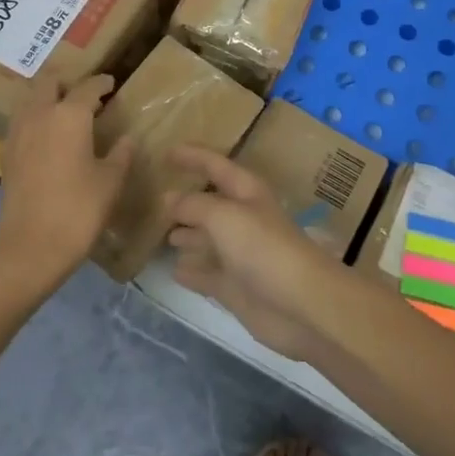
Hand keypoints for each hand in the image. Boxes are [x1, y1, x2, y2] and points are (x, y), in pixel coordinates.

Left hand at [0, 75, 132, 285]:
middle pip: (49, 83)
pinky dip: (34, 120)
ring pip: (29, 100)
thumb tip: (127, 139)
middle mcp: (40, 115)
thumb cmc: (79, 209)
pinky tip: (47, 139)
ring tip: (64, 113)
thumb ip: (120, 154)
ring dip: (45, 98)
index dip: (102, 83)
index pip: (88, 87)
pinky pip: (20, 123)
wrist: (30, 248)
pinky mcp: (6, 155)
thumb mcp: (110, 181)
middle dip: (67, 83)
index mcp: (70, 115)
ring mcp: (18, 134)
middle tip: (84, 95)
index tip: (111, 84)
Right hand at [164, 148, 330, 361]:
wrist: (300, 304)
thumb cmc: (263, 247)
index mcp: (246, 192)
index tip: (166, 151)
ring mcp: (239, 255)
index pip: (215, 166)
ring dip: (187, 235)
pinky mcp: (236, 287)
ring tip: (162, 234)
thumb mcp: (224, 216)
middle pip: (210, 204)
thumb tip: (169, 198)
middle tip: (154, 199)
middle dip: (186, 201)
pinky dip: (191, 271)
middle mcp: (242, 219)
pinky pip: (207, 273)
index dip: (193, 156)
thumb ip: (194, 205)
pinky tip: (174, 270)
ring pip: (207, 239)